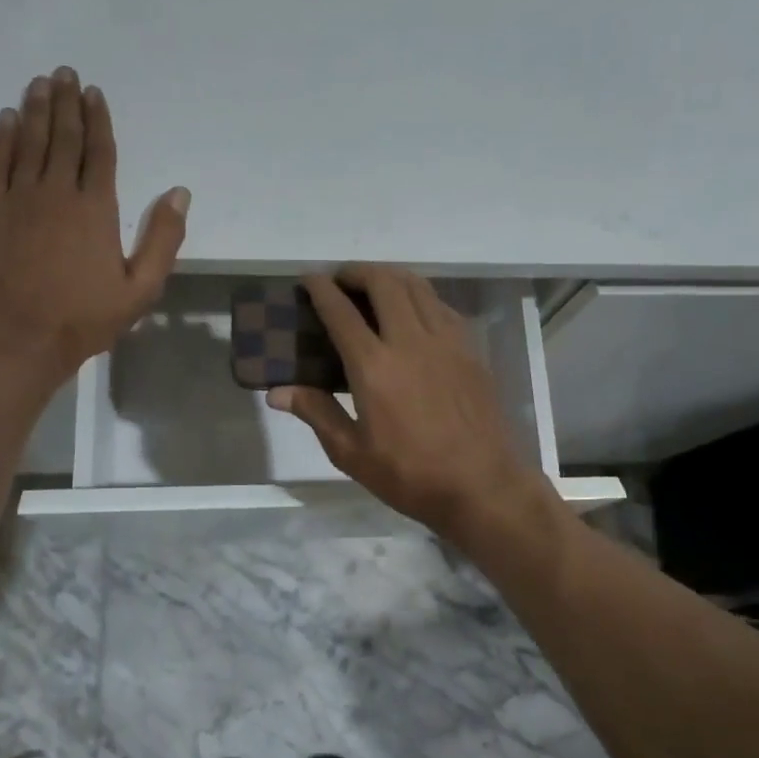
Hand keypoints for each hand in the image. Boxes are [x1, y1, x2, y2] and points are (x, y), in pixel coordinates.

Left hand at [0, 67, 188, 389]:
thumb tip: (179, 193)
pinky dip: (1, 137)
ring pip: (29, 142)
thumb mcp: (141, 288)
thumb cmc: (86, 317)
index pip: (99, 152)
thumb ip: (163, 239)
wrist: (21, 338)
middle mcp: (56, 192)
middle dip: (66, 103)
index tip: (94, 93)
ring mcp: (18, 198)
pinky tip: (6, 118)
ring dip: (36, 110)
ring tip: (40, 83)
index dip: (98, 120)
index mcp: (96, 209)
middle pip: (64, 138)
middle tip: (65, 73)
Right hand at [269, 265, 552, 540]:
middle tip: (341, 280)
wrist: (482, 485)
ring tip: (374, 287)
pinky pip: (441, 305)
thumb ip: (316, 413)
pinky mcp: (470, 349)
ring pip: (417, 286)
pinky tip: (413, 313)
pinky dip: (420, 296)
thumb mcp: (352, 453)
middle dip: (357, 271)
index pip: (341, 312)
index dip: (320, 289)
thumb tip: (276, 392)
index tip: (308, 279)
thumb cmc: (411, 475)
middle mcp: (411, 341)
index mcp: (374, 367)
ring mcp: (447, 340)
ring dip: (390, 277)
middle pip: (383, 282)